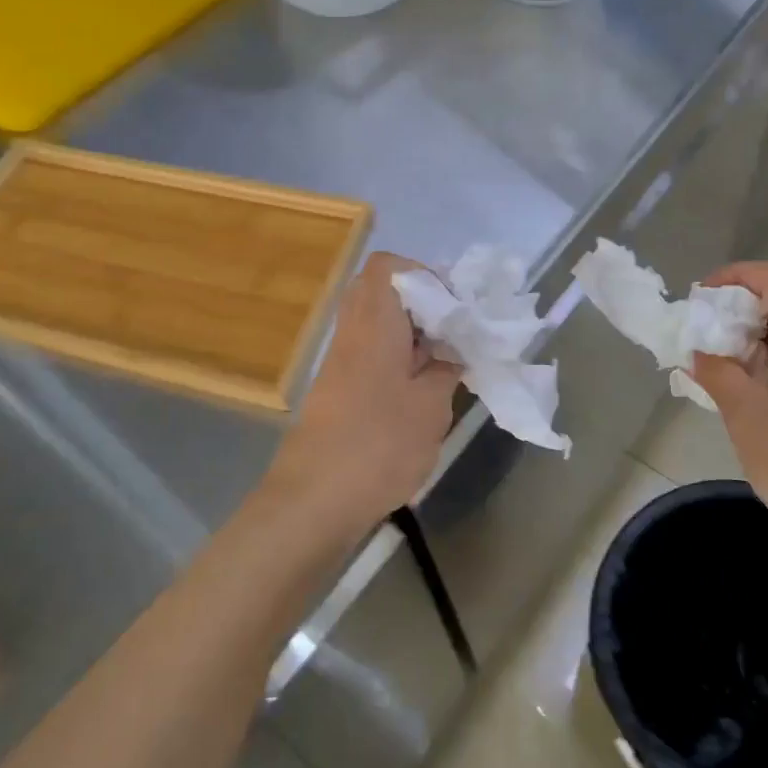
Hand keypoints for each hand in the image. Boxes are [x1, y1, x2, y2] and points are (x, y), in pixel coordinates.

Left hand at [266, 252, 460, 536]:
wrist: (314, 500)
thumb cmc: (378, 445)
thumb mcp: (430, 407)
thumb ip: (446, 370)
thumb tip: (452, 351)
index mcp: (374, 324)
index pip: (387, 267)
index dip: (424, 274)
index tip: (454, 307)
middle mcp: (352, 333)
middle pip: (382, 292)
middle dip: (423, 305)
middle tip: (454, 332)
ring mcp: (341, 361)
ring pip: (379, 324)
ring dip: (413, 335)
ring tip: (445, 363)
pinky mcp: (339, 388)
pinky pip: (372, 353)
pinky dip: (399, 359)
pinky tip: (423, 390)